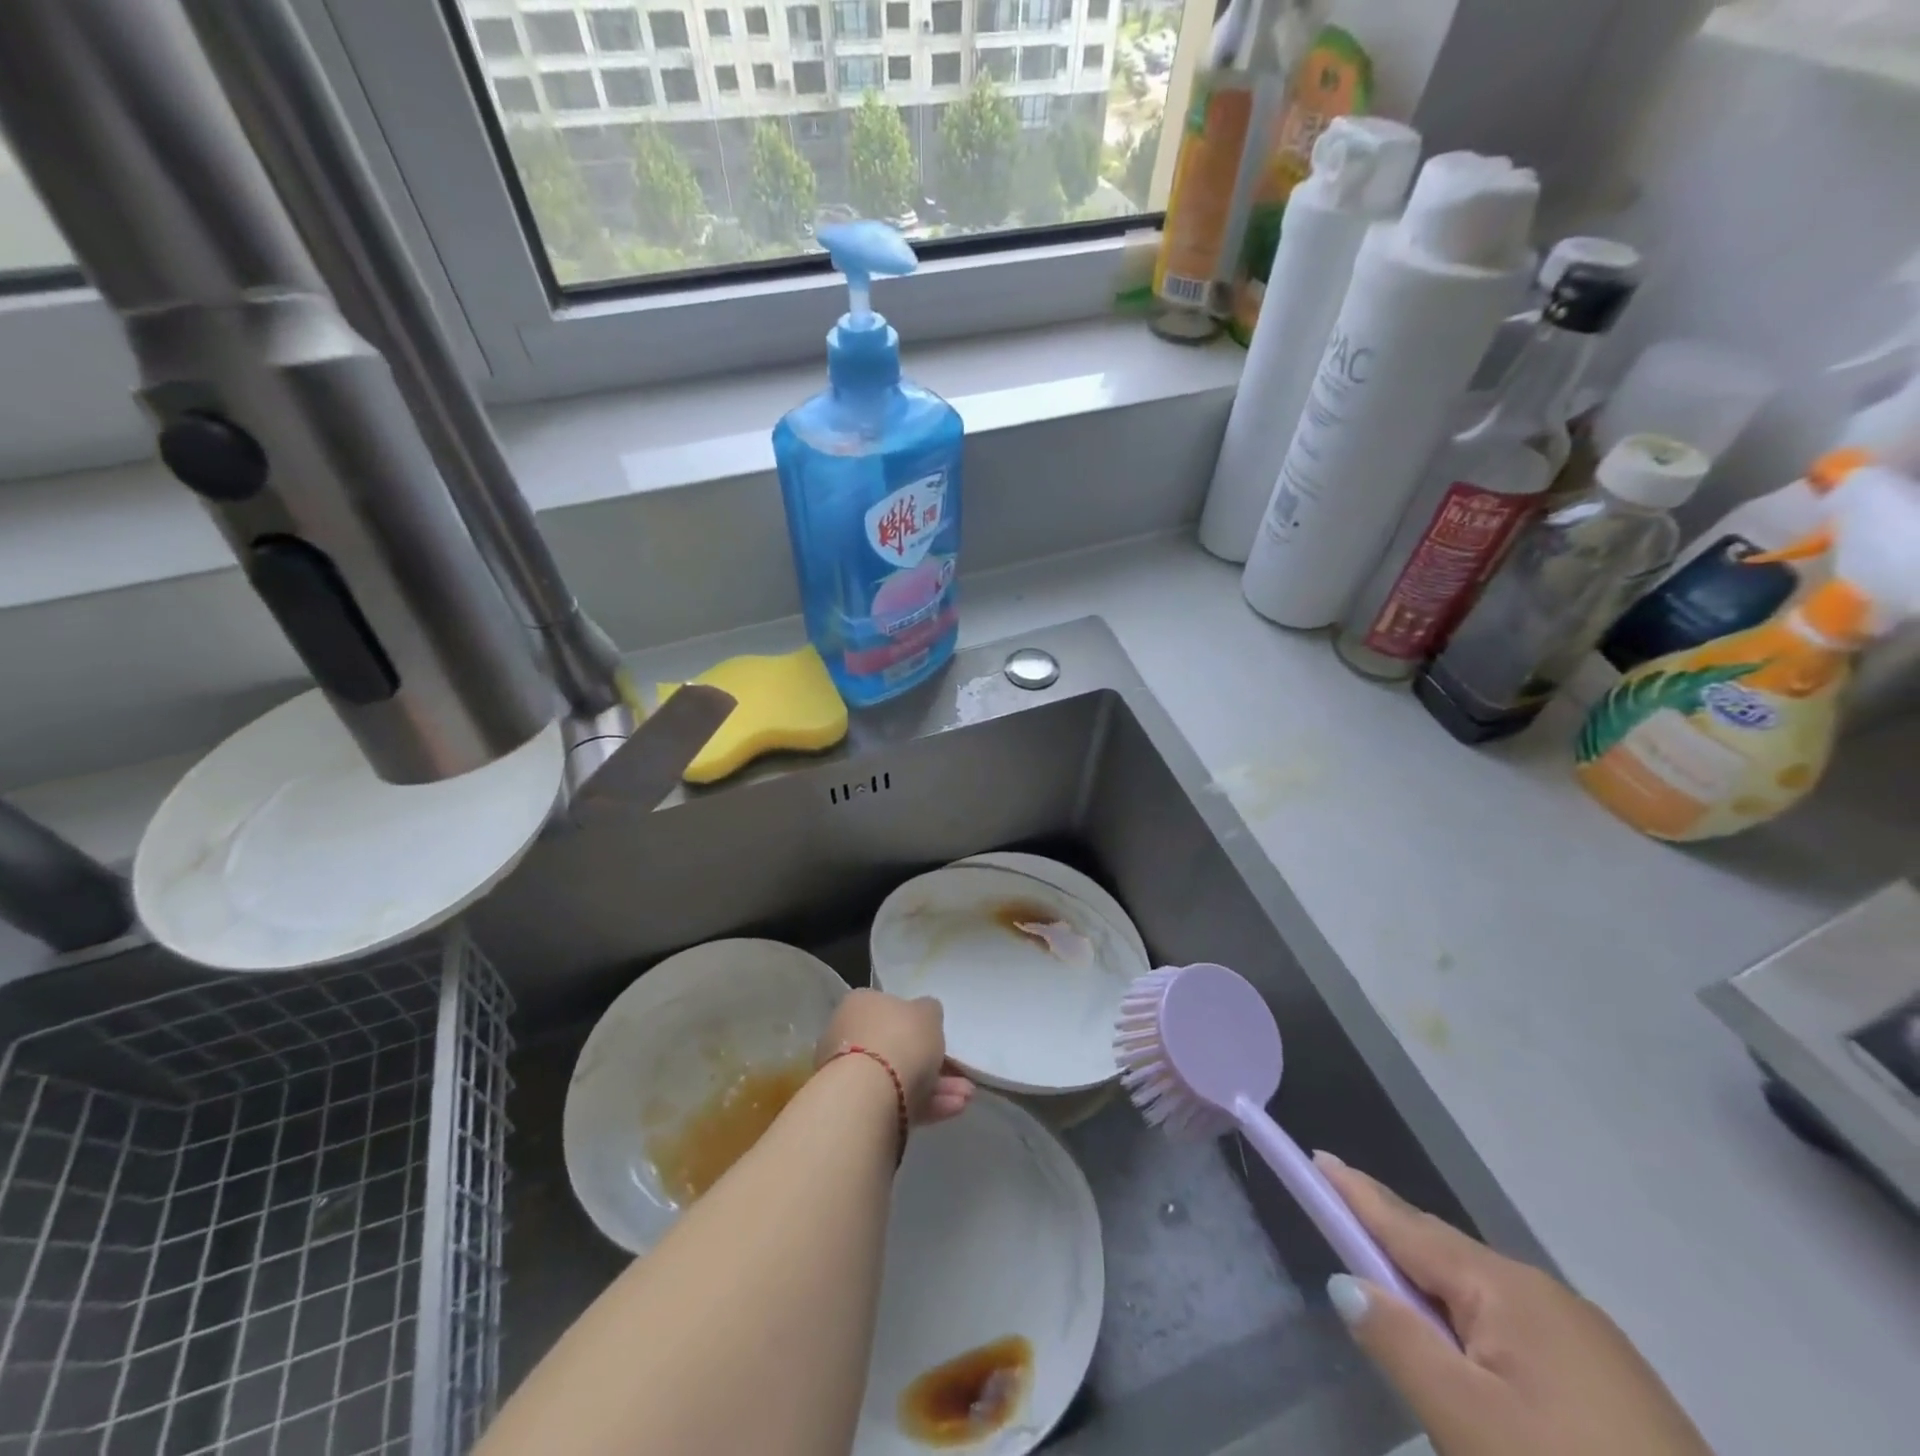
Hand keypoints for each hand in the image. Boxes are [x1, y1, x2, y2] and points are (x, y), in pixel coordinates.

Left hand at [817, 989, 973, 1124]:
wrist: (869, 1096)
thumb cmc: (899, 1039)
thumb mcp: (928, 1013)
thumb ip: (928, 1012)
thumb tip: (924, 1014)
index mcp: (859, 1004)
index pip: (888, 1008)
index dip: (916, 1022)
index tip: (939, 1035)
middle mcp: (849, 1036)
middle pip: (895, 1046)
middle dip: (931, 1060)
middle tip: (959, 1071)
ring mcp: (849, 1076)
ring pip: (898, 1077)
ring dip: (935, 1086)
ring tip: (966, 1095)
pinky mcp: (858, 1110)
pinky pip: (896, 1102)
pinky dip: (925, 1105)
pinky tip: (954, 1108)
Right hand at [1316, 1153, 1713, 1455]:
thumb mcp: (1467, 1422)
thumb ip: (1398, 1342)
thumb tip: (1346, 1281)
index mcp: (1509, 1289)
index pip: (1408, 1225)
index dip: (1356, 1193)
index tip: (1316, 1156)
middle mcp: (1550, 1296)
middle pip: (1445, 1258)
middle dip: (1392, 1245)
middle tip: (1342, 1233)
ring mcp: (1593, 1342)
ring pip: (1485, 1299)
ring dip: (1436, 1296)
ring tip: (1401, 1312)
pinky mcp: (1621, 1389)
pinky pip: (1522, 1334)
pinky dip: (1478, 1330)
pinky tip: (1476, 1363)